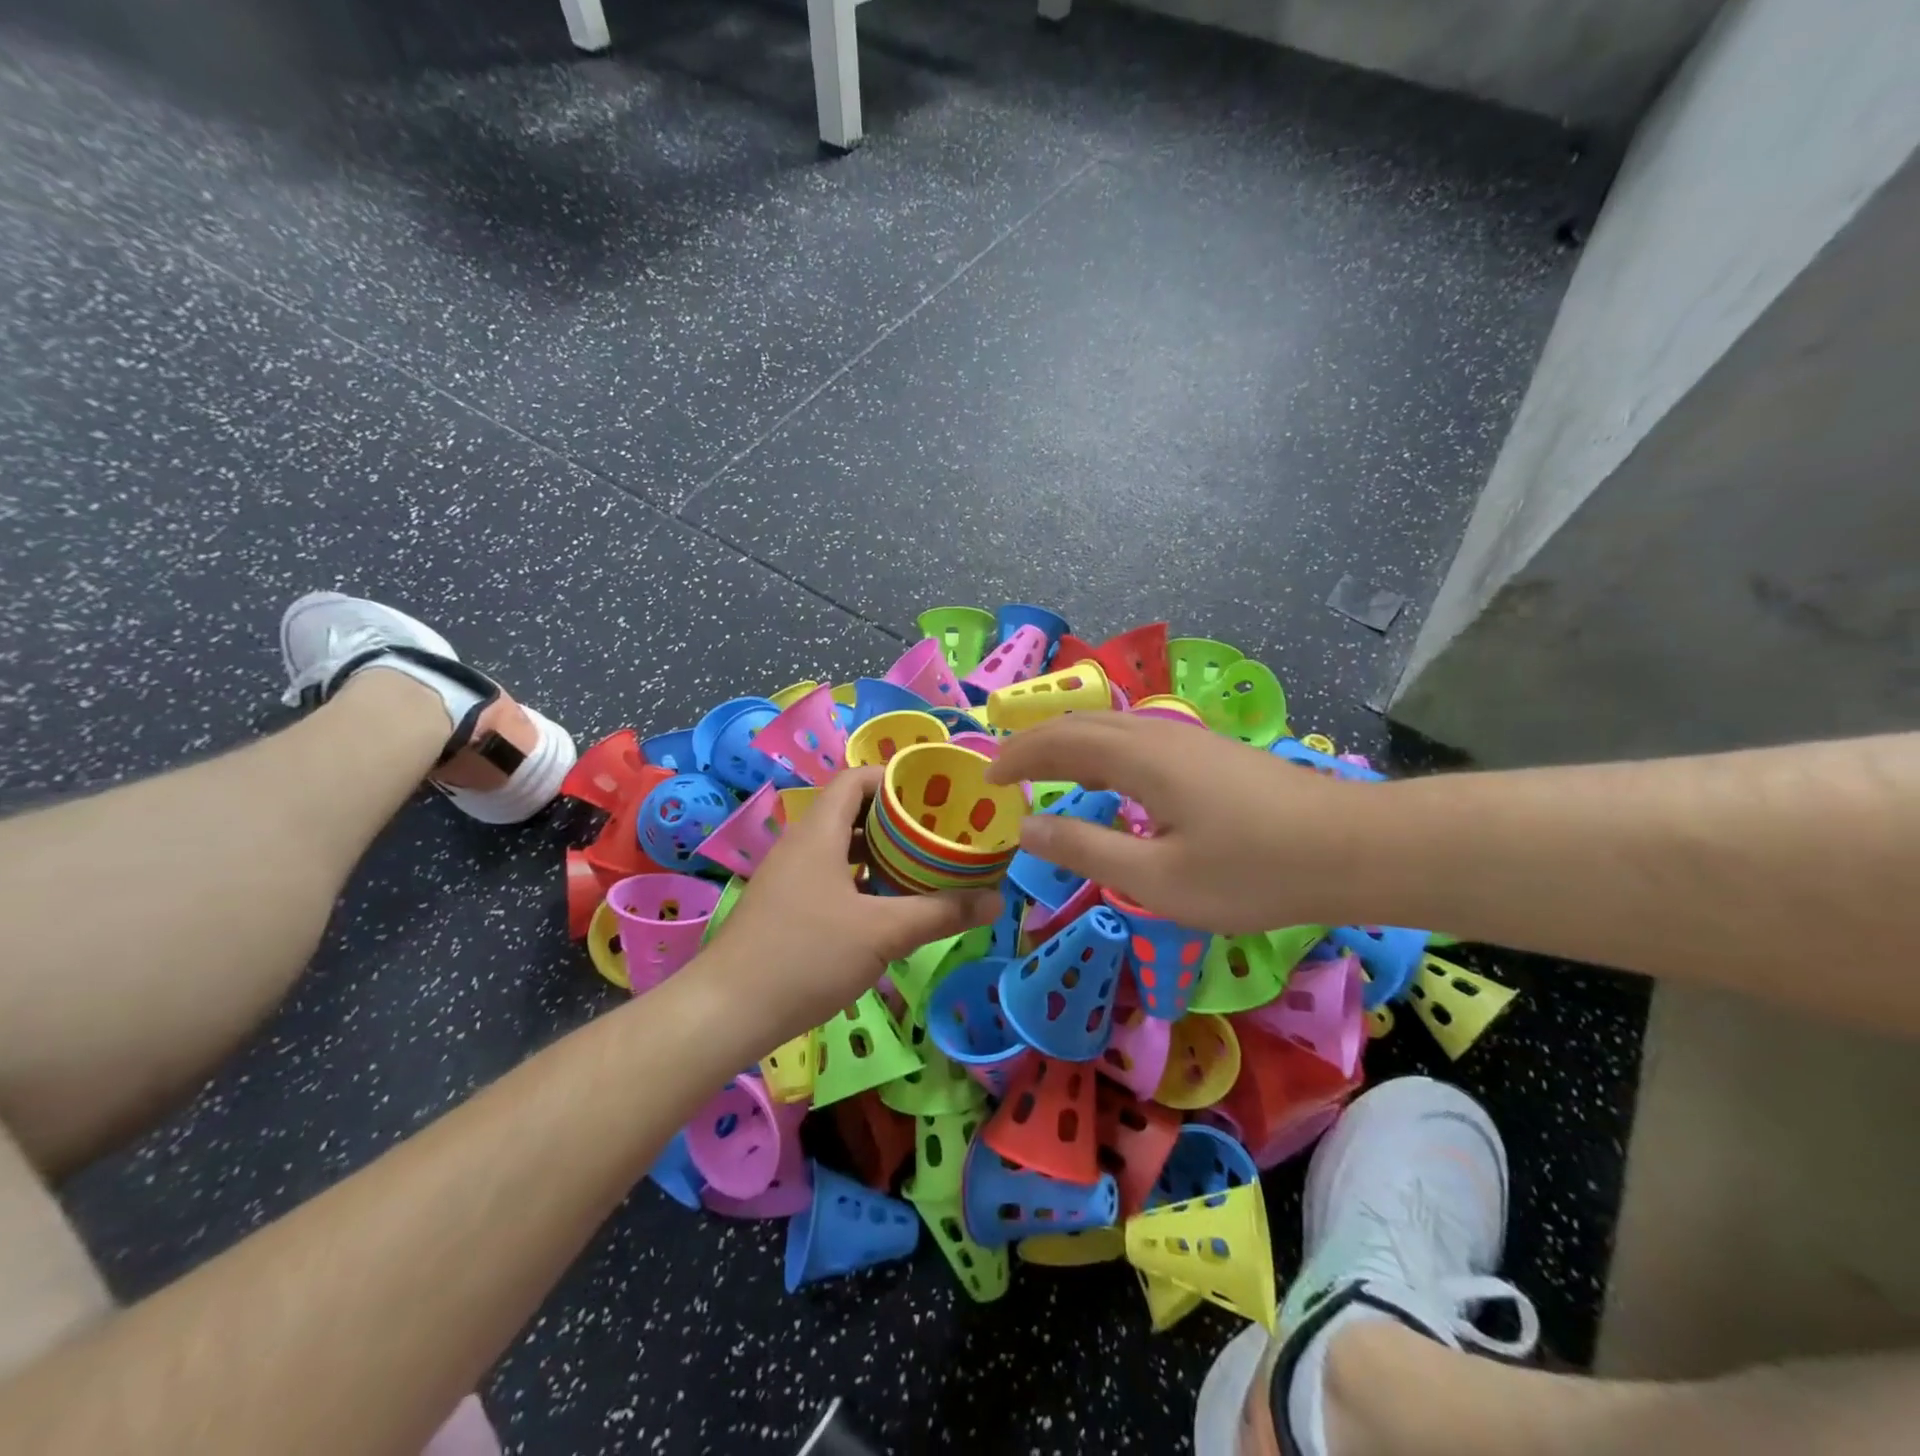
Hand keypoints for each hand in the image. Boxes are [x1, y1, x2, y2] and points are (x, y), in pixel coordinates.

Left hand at [695, 766, 999, 1045]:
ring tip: (923, 865)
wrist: (726, 1011)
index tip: (935, 794)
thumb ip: (941, 913)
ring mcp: (789, 877)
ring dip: (880, 852)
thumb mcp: (882, 933)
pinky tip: (886, 905)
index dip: (895, 779)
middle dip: (897, 819)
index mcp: (819, 832)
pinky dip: (861, 878)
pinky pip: (830, 875)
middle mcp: (801, 845)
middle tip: (940, 833)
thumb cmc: (806, 956)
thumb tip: (996, 900)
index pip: (856, 779)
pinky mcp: (784, 906)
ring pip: (841, 847)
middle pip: (852, 811)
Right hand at [986, 714, 1360, 934]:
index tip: (985, 781)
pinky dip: (1102, 753)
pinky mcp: (1212, 754)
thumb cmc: (1253, 871)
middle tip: (1005, 773)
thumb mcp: (1157, 878)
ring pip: (1112, 728)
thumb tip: (1026, 829)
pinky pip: (1137, 739)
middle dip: (1035, 744)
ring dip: (1070, 745)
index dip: (1015, 758)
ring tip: (1047, 775)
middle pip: (1081, 724)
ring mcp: (1189, 739)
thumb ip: (1085, 850)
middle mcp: (1158, 734)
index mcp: (1138, 757)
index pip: (1057, 742)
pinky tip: (1113, 784)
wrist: (1355, 848)